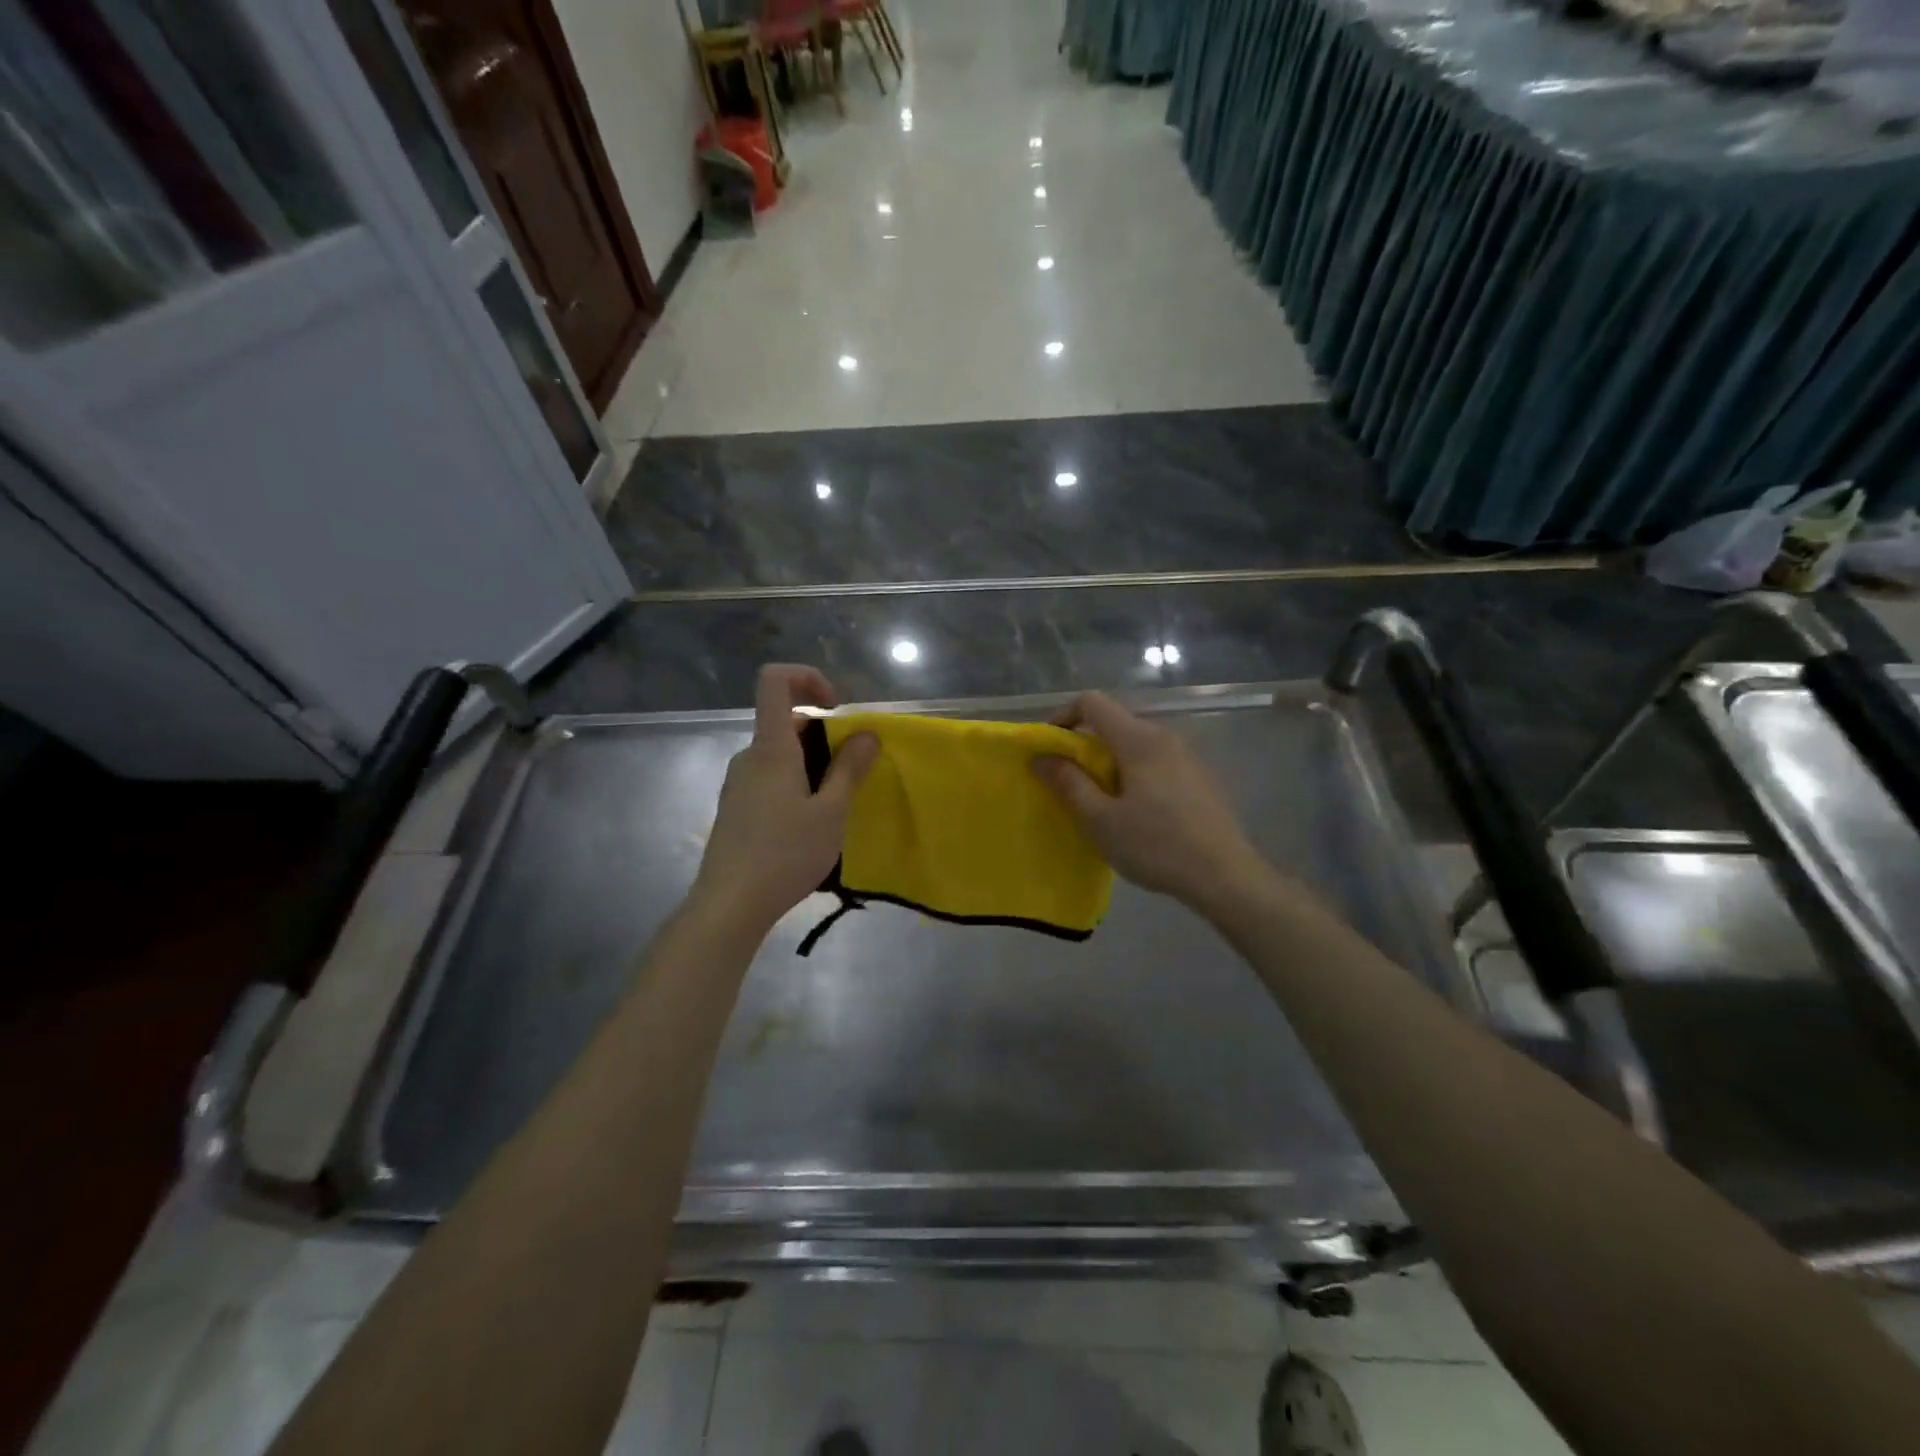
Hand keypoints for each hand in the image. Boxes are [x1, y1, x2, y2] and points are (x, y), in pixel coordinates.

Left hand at [692, 665, 877, 932]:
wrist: (729, 904)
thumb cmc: (785, 853)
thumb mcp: (831, 812)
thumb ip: (850, 768)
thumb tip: (867, 733)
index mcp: (771, 747)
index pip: (775, 680)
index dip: (807, 677)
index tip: (836, 707)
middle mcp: (749, 756)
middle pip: (785, 721)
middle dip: (824, 735)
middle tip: (850, 775)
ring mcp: (738, 782)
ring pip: (780, 754)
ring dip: (812, 764)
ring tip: (834, 807)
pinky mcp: (736, 806)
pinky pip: (770, 777)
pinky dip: (796, 784)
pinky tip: (808, 826)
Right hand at [1032, 691, 1269, 912]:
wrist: (1225, 876)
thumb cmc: (1156, 845)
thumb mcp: (1100, 820)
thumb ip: (1068, 783)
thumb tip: (1041, 758)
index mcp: (1138, 739)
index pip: (1092, 702)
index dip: (1063, 717)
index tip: (1049, 749)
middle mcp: (1164, 736)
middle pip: (1114, 722)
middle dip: (1084, 745)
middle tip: (1068, 783)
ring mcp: (1186, 756)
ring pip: (1135, 744)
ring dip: (1108, 762)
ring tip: (1099, 802)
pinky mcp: (1198, 777)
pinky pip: (1155, 761)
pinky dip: (1133, 773)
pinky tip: (1135, 813)